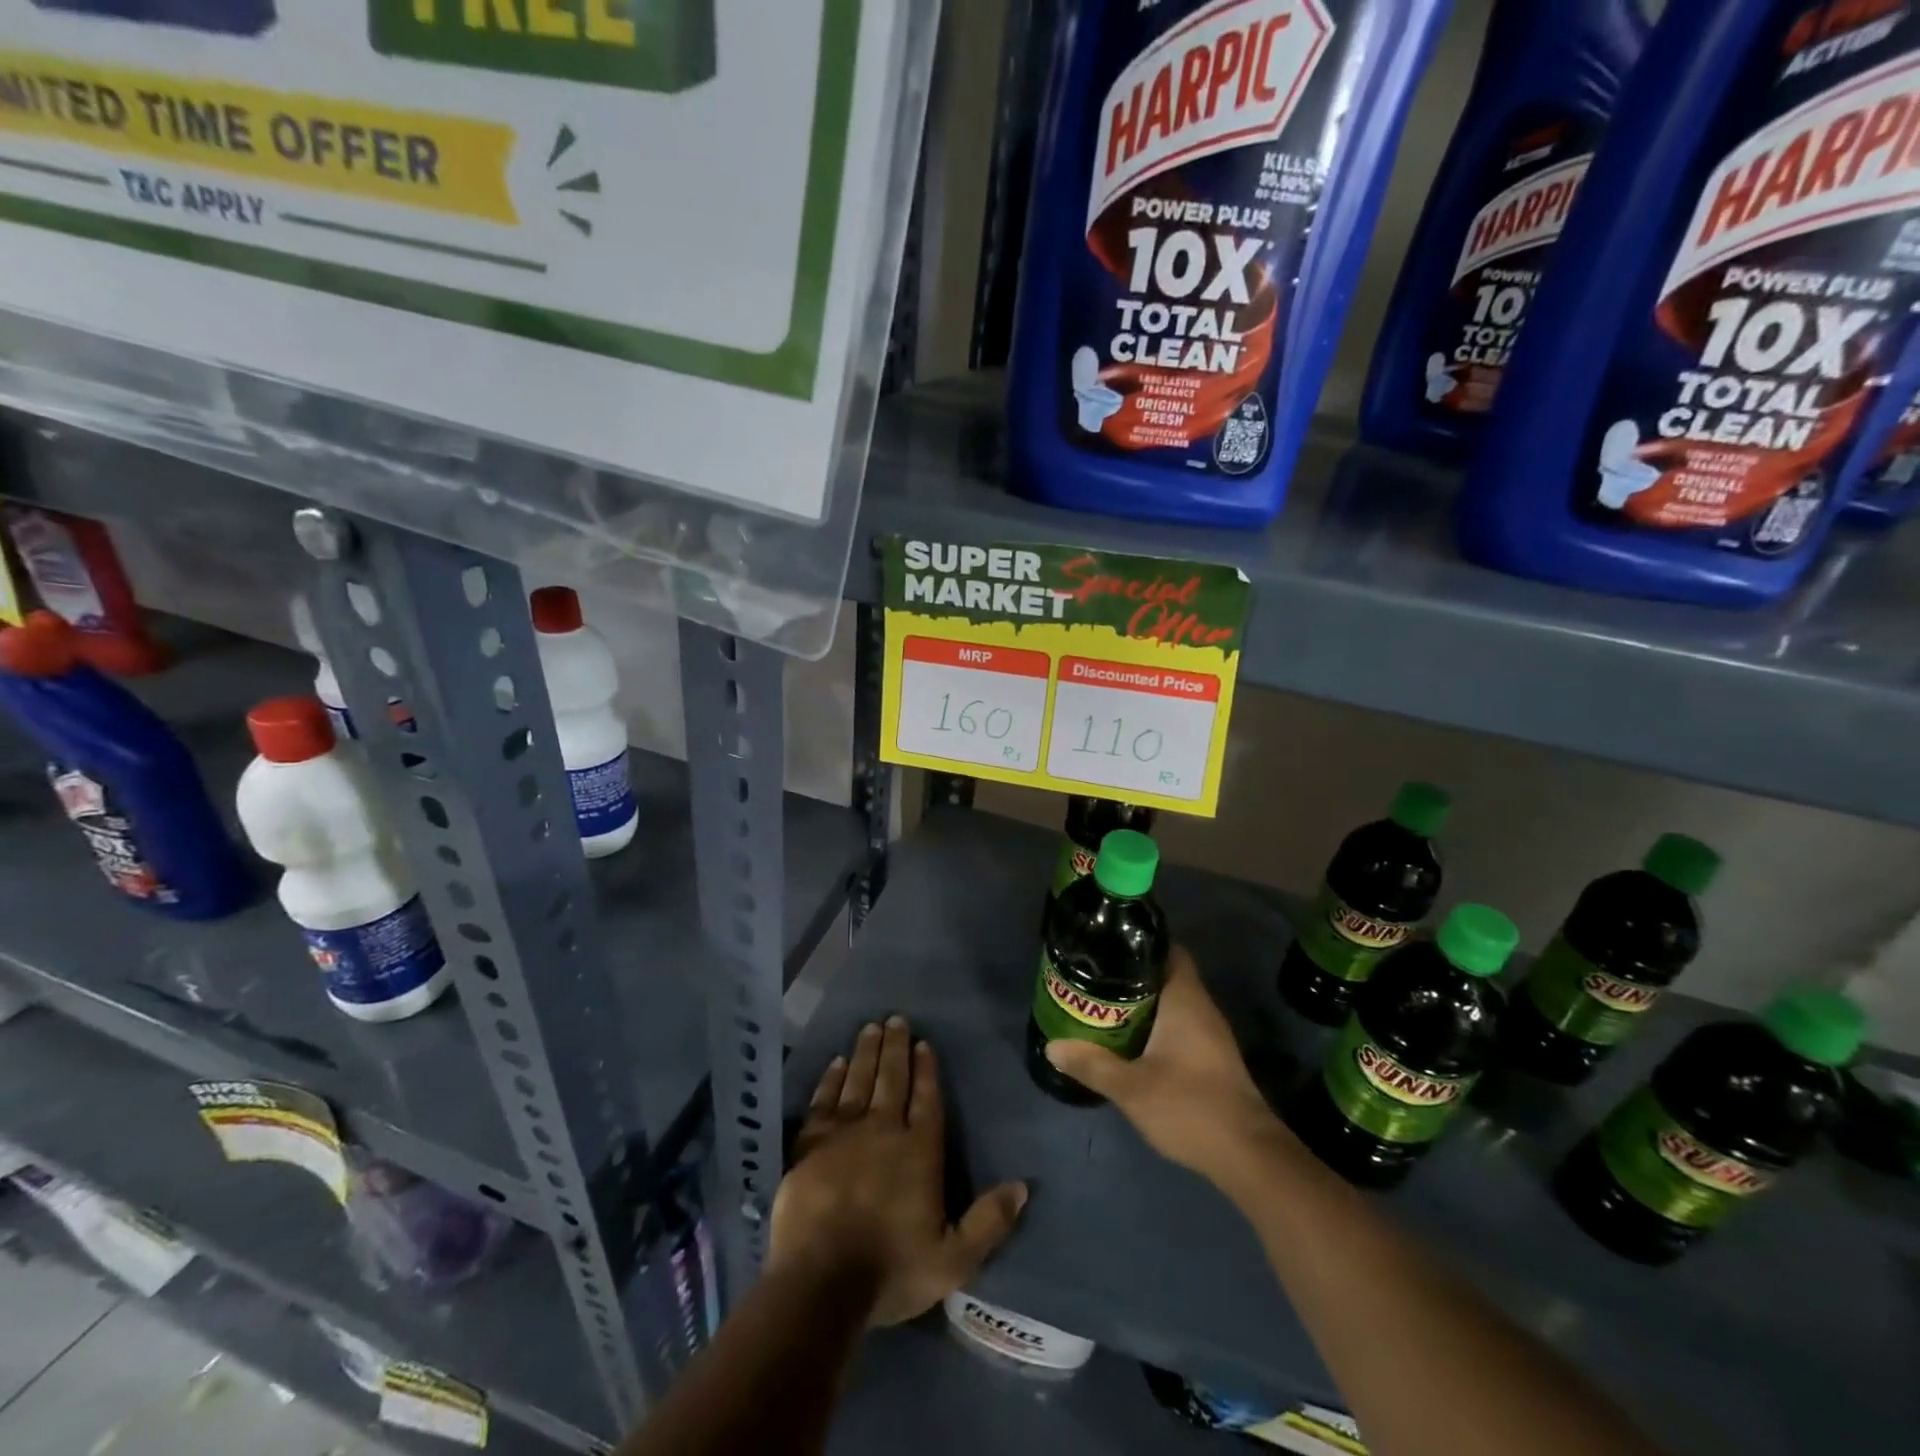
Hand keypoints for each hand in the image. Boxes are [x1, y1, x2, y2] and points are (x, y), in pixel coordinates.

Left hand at [771, 1016, 1027, 1326]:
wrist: (820, 1282)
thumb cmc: (890, 1270)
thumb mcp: (953, 1259)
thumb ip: (988, 1221)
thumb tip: (1023, 1186)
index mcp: (919, 1150)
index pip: (927, 1099)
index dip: (926, 1069)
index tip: (923, 1042)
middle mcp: (883, 1129)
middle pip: (892, 1079)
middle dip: (895, 1047)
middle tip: (895, 1018)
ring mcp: (844, 1133)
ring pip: (858, 1080)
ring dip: (866, 1052)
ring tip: (870, 1028)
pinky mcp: (810, 1144)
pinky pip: (824, 1101)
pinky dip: (831, 1079)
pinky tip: (836, 1063)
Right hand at [1045, 946, 1290, 1185]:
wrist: (1248, 1155)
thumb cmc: (1189, 1107)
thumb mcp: (1131, 1087)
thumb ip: (1092, 1064)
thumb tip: (1052, 1046)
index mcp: (1185, 1000)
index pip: (1169, 950)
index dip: (1140, 943)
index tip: (1109, 945)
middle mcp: (1201, 1008)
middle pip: (1165, 975)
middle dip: (1131, 975)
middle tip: (1094, 977)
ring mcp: (1210, 1035)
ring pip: (1171, 1003)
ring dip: (1142, 1004)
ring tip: (1103, 1005)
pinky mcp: (1212, 1058)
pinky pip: (1179, 1026)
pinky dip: (1154, 1026)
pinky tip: (1130, 1040)